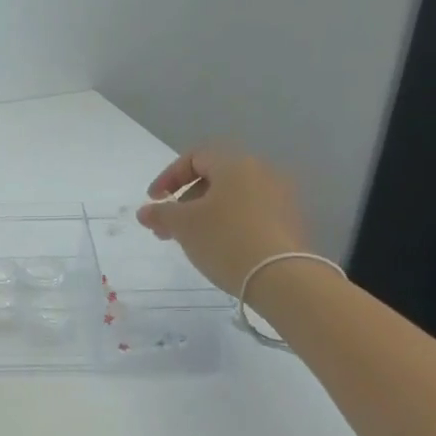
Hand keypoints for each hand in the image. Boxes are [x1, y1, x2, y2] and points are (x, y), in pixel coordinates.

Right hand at [135, 146, 310, 297]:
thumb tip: (145, 211)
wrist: (282, 277)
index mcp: (236, 164)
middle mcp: (262, 172)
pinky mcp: (290, 222)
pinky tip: (219, 248)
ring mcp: (281, 197)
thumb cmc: (225, 240)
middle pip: (215, 178)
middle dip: (185, 201)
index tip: (154, 201)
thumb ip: (160, 213)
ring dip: (206, 214)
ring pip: (233, 198)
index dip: (169, 177)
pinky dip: (229, 224)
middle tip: (167, 227)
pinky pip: (251, 214)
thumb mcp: (183, 225)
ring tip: (190, 241)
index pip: (195, 157)